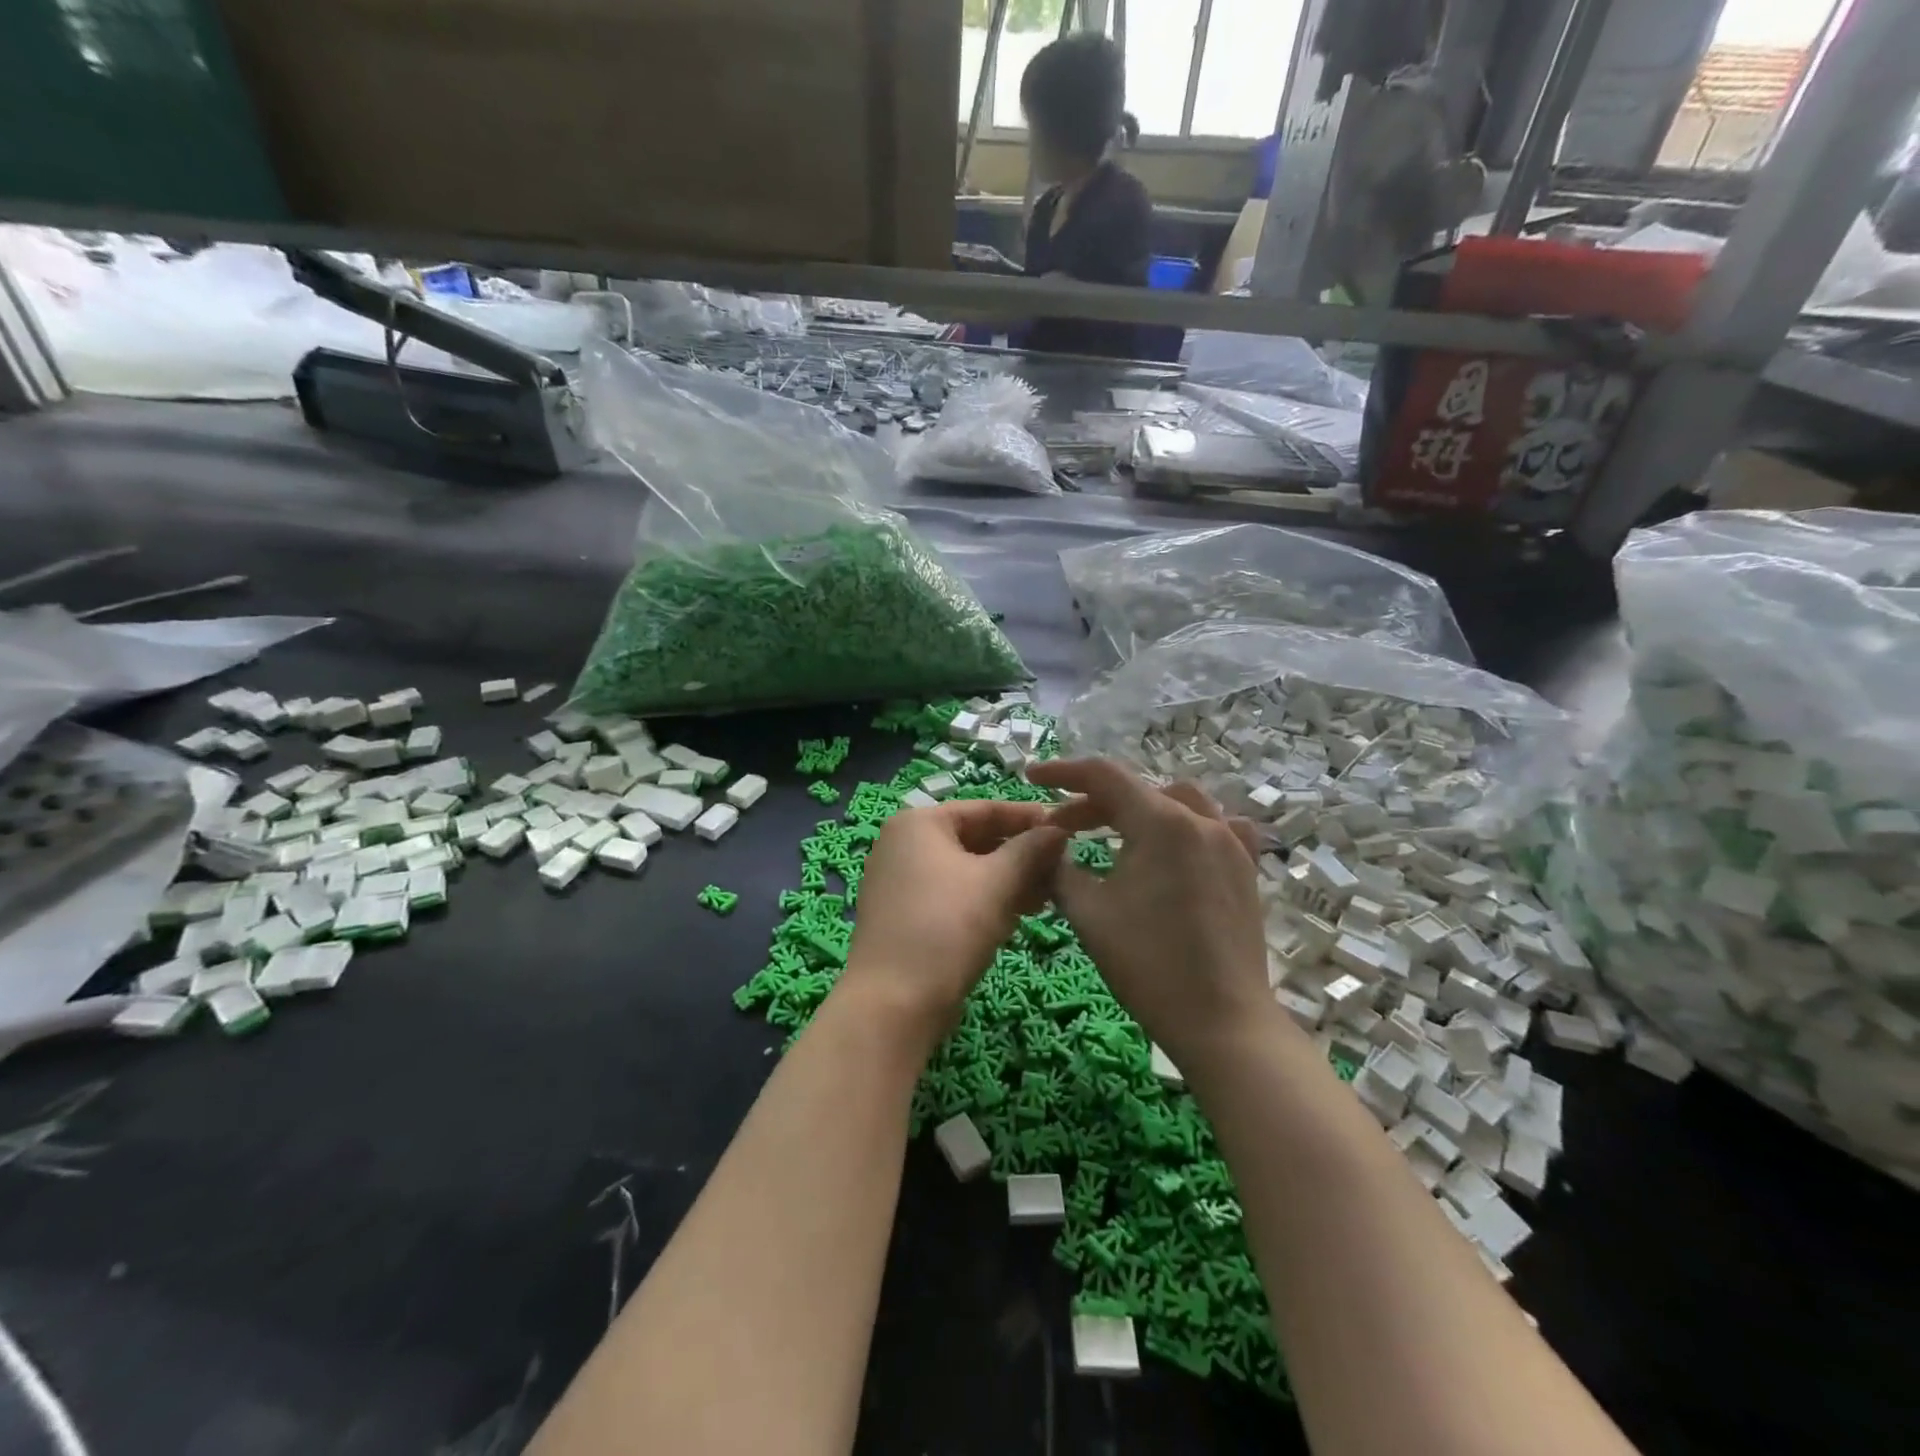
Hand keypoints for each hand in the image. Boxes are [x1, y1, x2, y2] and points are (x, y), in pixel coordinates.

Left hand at [840, 799, 1067, 1048]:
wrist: (892, 1003)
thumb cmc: (946, 928)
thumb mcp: (996, 884)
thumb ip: (1030, 850)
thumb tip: (1059, 829)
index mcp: (919, 823)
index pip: (985, 809)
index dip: (1029, 818)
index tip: (1068, 829)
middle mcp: (903, 844)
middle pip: (975, 838)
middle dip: (1020, 855)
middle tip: (1061, 870)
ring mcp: (900, 881)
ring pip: (966, 870)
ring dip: (1007, 881)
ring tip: (1046, 898)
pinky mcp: (904, 915)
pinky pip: (952, 895)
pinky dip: (984, 900)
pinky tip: (1016, 917)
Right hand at [1028, 759, 1271, 1067]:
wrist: (1220, 1020)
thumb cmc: (1147, 963)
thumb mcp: (1088, 912)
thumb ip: (1059, 867)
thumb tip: (1047, 846)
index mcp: (1161, 822)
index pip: (1104, 776)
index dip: (1063, 772)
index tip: (1032, 777)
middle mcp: (1200, 820)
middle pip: (1138, 791)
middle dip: (1093, 802)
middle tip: (1060, 828)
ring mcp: (1230, 843)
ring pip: (1178, 802)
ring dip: (1139, 809)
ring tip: (1114, 832)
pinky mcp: (1245, 869)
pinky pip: (1217, 826)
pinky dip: (1187, 825)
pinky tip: (1178, 845)